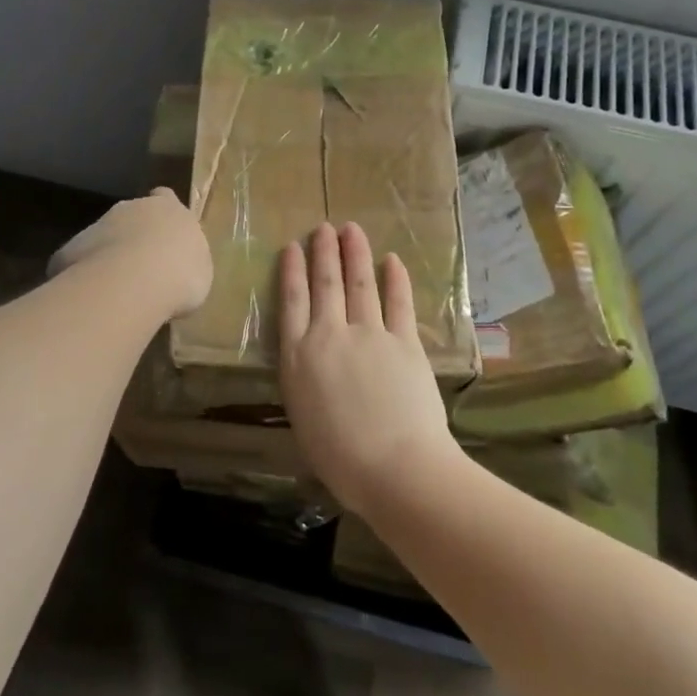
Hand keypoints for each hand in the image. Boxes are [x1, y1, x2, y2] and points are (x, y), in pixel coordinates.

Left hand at [49, 188, 212, 319]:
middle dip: (134, 236)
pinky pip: (80, 262)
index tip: (164, 233)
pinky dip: (86, 277)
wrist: (132, 283)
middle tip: (142, 269)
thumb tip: (178, 268)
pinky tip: (94, 299)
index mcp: (168, 208)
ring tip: (118, 290)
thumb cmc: (180, 274)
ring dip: (109, 256)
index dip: (163, 214)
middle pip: (131, 216)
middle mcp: (131, 208)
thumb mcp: (199, 270)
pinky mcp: (70, 249)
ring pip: (103, 237)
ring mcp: (98, 225)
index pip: (165, 197)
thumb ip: (187, 261)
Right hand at [277, 221, 458, 514]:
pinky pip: (398, 303)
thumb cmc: (341, 459)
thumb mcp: (304, 417)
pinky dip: (395, 279)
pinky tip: (392, 260)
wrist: (395, 468)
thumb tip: (312, 363)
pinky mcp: (404, 341)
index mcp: (299, 357)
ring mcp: (369, 334)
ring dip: (355, 254)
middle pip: (325, 284)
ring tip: (351, 230)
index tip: (293, 246)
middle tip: (323, 228)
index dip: (292, 270)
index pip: (292, 301)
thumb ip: (305, 380)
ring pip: (359, 284)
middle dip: (324, 252)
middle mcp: (330, 335)